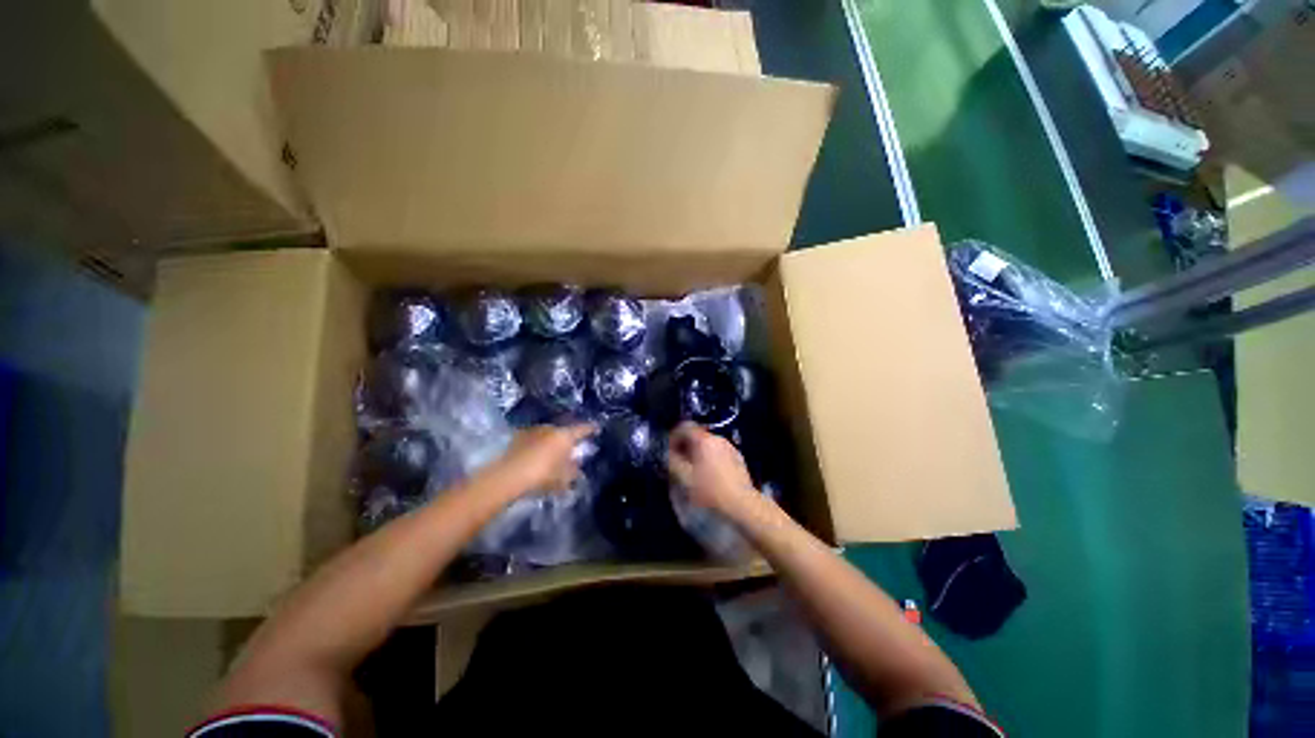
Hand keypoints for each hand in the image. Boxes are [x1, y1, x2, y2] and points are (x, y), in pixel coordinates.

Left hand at [494, 424, 595, 495]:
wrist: (508, 476)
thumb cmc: (542, 476)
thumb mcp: (563, 479)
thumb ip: (573, 472)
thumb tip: (578, 469)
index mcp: (565, 436)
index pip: (582, 429)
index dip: (591, 429)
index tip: (597, 428)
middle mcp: (551, 428)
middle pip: (564, 431)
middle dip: (568, 439)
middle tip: (571, 448)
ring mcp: (533, 431)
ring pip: (548, 435)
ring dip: (551, 442)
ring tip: (552, 454)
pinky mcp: (518, 437)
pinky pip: (534, 439)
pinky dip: (538, 446)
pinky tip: (536, 456)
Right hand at [666, 422, 759, 517]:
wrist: (742, 503)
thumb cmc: (710, 490)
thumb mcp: (685, 478)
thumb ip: (672, 461)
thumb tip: (668, 453)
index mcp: (704, 440)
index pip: (684, 427)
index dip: (673, 437)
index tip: (669, 451)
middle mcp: (718, 438)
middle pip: (696, 435)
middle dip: (685, 446)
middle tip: (679, 463)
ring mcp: (730, 447)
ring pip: (708, 445)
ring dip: (698, 453)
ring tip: (694, 471)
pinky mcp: (738, 458)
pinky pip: (719, 452)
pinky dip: (710, 459)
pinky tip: (710, 476)